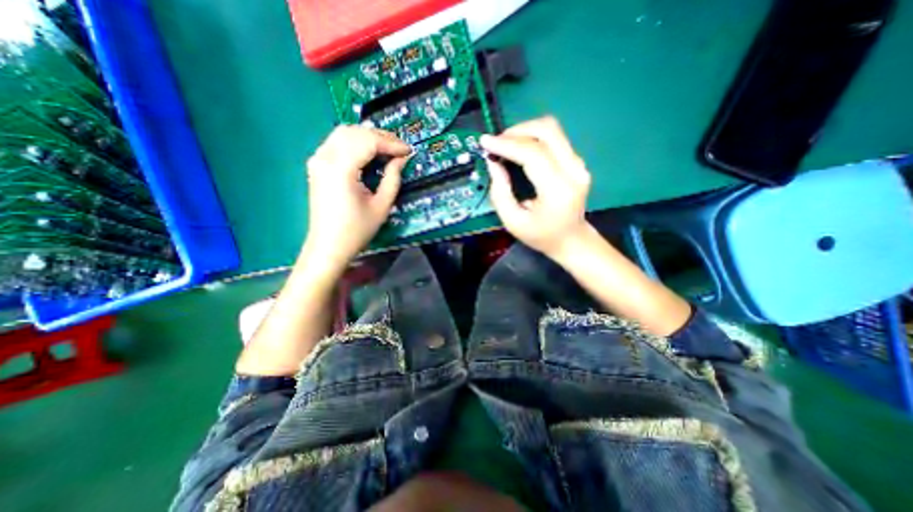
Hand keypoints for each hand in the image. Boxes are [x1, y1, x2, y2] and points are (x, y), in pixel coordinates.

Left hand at [302, 124, 410, 268]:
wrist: (328, 246)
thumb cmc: (357, 230)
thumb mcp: (381, 206)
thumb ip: (393, 179)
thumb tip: (402, 159)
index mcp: (341, 169)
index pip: (368, 141)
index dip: (391, 143)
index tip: (408, 151)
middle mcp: (325, 158)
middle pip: (355, 132)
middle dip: (380, 136)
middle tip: (400, 148)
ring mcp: (317, 160)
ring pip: (344, 133)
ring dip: (367, 137)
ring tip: (387, 148)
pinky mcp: (317, 165)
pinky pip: (336, 142)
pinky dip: (355, 142)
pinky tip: (368, 152)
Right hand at [481, 117, 596, 258]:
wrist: (571, 240)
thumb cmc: (541, 236)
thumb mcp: (513, 222)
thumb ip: (500, 192)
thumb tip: (492, 162)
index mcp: (558, 190)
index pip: (534, 154)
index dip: (507, 144)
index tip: (485, 142)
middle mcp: (574, 171)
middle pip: (547, 131)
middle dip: (516, 131)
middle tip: (496, 143)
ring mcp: (579, 163)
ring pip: (552, 129)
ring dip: (524, 131)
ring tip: (505, 144)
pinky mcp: (577, 161)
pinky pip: (554, 138)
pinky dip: (533, 138)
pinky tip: (519, 148)